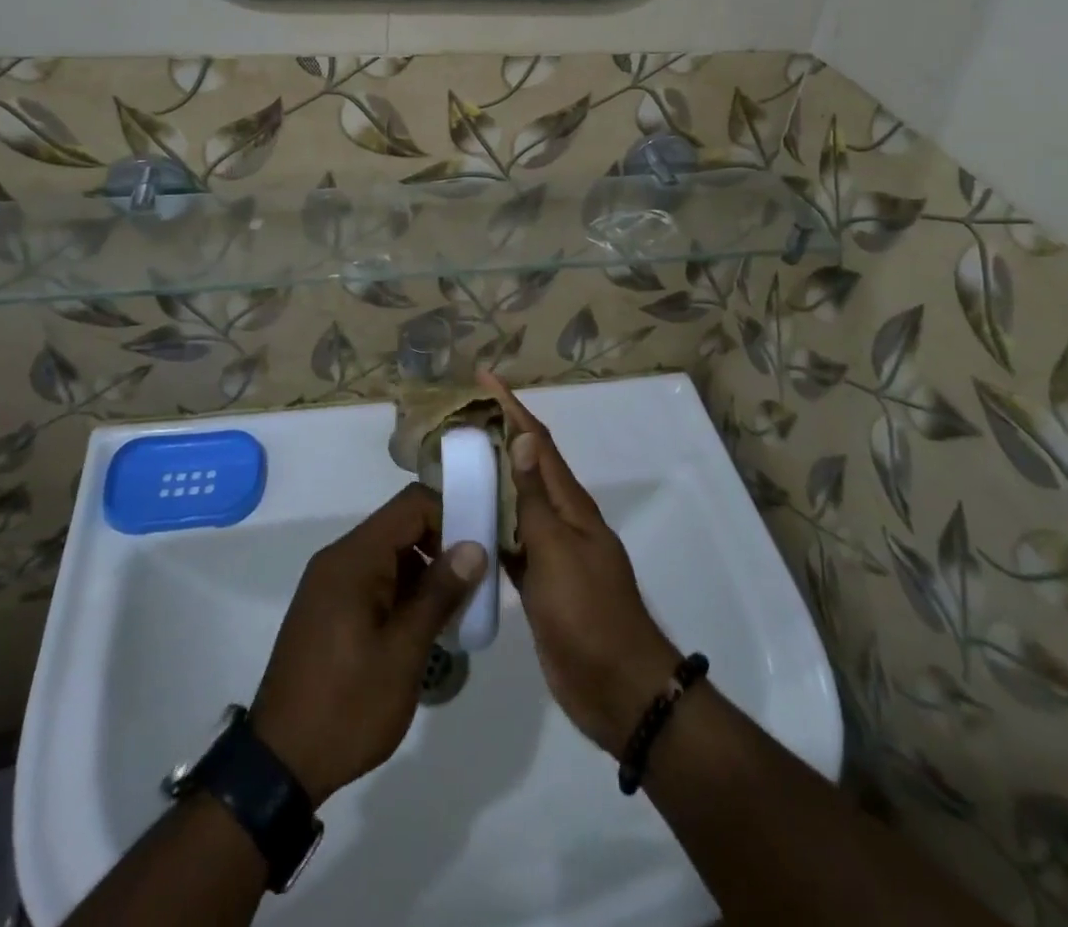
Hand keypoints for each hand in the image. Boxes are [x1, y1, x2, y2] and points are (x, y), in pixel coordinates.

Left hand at [250, 484, 486, 805]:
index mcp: (354, 558)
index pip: (412, 505)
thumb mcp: (403, 652)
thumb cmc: (347, 706)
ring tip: (458, 611)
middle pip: (401, 527)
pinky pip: (374, 580)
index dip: (451, 514)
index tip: (481, 547)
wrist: (279, 766)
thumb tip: (474, 546)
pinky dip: (404, 592)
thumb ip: (439, 593)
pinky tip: (425, 628)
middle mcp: (339, 559)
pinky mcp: (329, 609)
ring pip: (390, 555)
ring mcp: (330, 584)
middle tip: (476, 584)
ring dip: (426, 573)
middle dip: (442, 546)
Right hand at [480, 373, 681, 753]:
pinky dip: (488, 525)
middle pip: (524, 467)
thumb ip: (537, 498)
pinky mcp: (538, 582)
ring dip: (488, 479)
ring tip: (450, 462)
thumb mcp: (559, 551)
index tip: (484, 379)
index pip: (538, 442)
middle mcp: (561, 519)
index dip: (512, 408)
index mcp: (571, 504)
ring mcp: (550, 551)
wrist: (617, 688)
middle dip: (495, 437)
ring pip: (514, 504)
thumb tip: (524, 438)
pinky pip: (509, 541)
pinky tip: (461, 523)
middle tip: (454, 420)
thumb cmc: (588, 613)